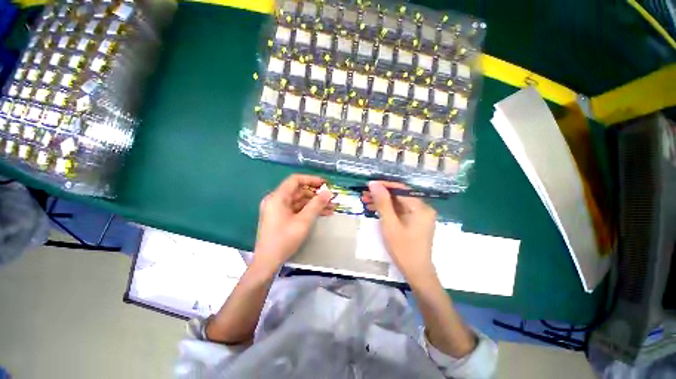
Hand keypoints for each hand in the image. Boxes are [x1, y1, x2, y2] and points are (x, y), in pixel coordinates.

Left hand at [253, 174, 333, 273]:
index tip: (325, 183)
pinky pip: (297, 209)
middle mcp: (276, 200)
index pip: (295, 180)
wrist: (268, 262)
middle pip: (298, 191)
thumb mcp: (303, 221)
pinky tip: (323, 213)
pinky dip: (309, 210)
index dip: (311, 179)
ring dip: (315, 203)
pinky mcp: (281, 217)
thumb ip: (316, 205)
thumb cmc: (284, 239)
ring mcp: (278, 209)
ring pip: (299, 201)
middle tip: (331, 198)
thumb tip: (327, 192)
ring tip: (331, 207)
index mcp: (277, 197)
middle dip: (316, 194)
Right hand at [363, 181, 436, 280]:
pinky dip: (388, 210)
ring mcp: (419, 215)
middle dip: (380, 195)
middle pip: (399, 196)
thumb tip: (374, 184)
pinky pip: (399, 211)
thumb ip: (382, 202)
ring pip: (398, 203)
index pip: (400, 189)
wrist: (417, 273)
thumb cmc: (403, 249)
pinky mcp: (415, 222)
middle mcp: (422, 208)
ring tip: (365, 202)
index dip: (383, 186)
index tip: (368, 185)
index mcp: (420, 207)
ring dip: (382, 202)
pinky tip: (374, 210)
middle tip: (364, 195)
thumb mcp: (390, 224)